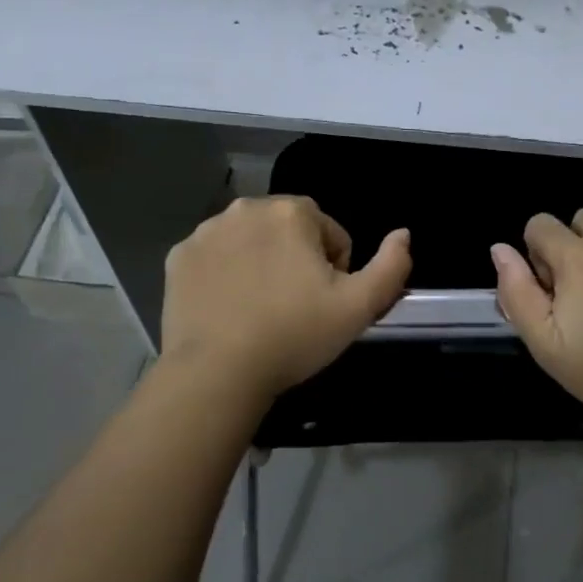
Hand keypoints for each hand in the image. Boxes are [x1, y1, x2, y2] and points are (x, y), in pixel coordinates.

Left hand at [161, 196, 411, 400]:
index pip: (331, 233)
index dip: (336, 269)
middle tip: (295, 307)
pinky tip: (228, 308)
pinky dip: (225, 273)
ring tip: (261, 309)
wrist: (217, 372)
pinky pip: (215, 257)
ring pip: (250, 240)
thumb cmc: (294, 335)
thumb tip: (404, 233)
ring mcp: (207, 232)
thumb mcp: (359, 307)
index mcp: (293, 213)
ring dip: (261, 262)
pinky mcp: (178, 256)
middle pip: (289, 231)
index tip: (324, 303)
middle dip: (298, 260)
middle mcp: (247, 209)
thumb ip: (391, 266)